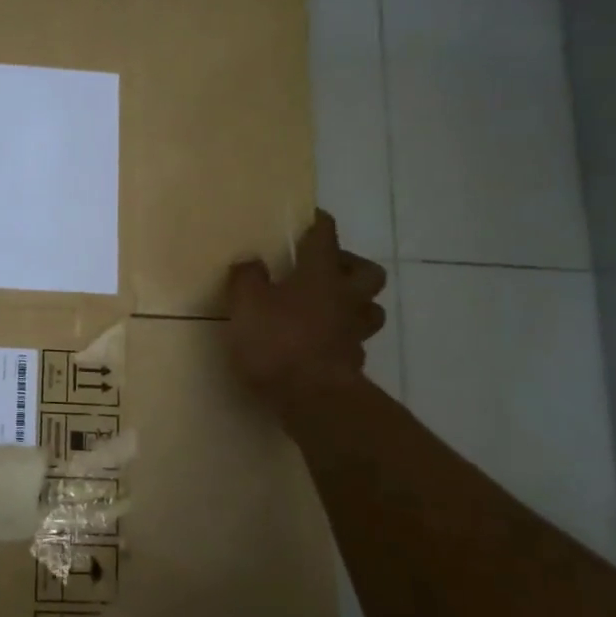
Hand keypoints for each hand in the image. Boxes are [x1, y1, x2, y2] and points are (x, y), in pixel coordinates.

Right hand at [226, 209, 387, 416]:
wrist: (312, 399)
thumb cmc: (277, 342)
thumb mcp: (245, 304)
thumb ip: (246, 279)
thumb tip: (251, 263)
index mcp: (320, 274)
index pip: (325, 236)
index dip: (319, 223)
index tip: (311, 217)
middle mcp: (345, 297)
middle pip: (367, 271)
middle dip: (350, 265)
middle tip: (326, 269)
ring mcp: (354, 332)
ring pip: (370, 308)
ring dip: (355, 302)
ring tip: (329, 307)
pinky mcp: (352, 362)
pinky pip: (354, 341)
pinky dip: (342, 337)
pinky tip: (321, 343)